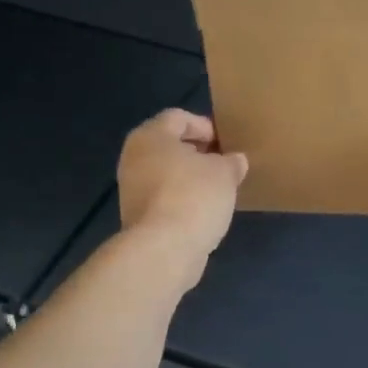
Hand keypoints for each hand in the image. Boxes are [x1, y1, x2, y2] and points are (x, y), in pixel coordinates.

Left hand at [117, 110, 247, 283]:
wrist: (163, 249)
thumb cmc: (194, 196)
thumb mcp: (225, 173)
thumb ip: (232, 162)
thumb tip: (235, 161)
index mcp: (151, 136)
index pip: (179, 118)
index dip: (206, 126)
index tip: (227, 143)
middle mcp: (134, 157)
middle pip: (170, 146)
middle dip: (199, 153)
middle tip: (225, 164)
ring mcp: (132, 188)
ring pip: (167, 173)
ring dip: (191, 178)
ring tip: (219, 189)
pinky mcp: (138, 216)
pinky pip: (165, 197)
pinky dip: (183, 199)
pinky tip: (204, 211)